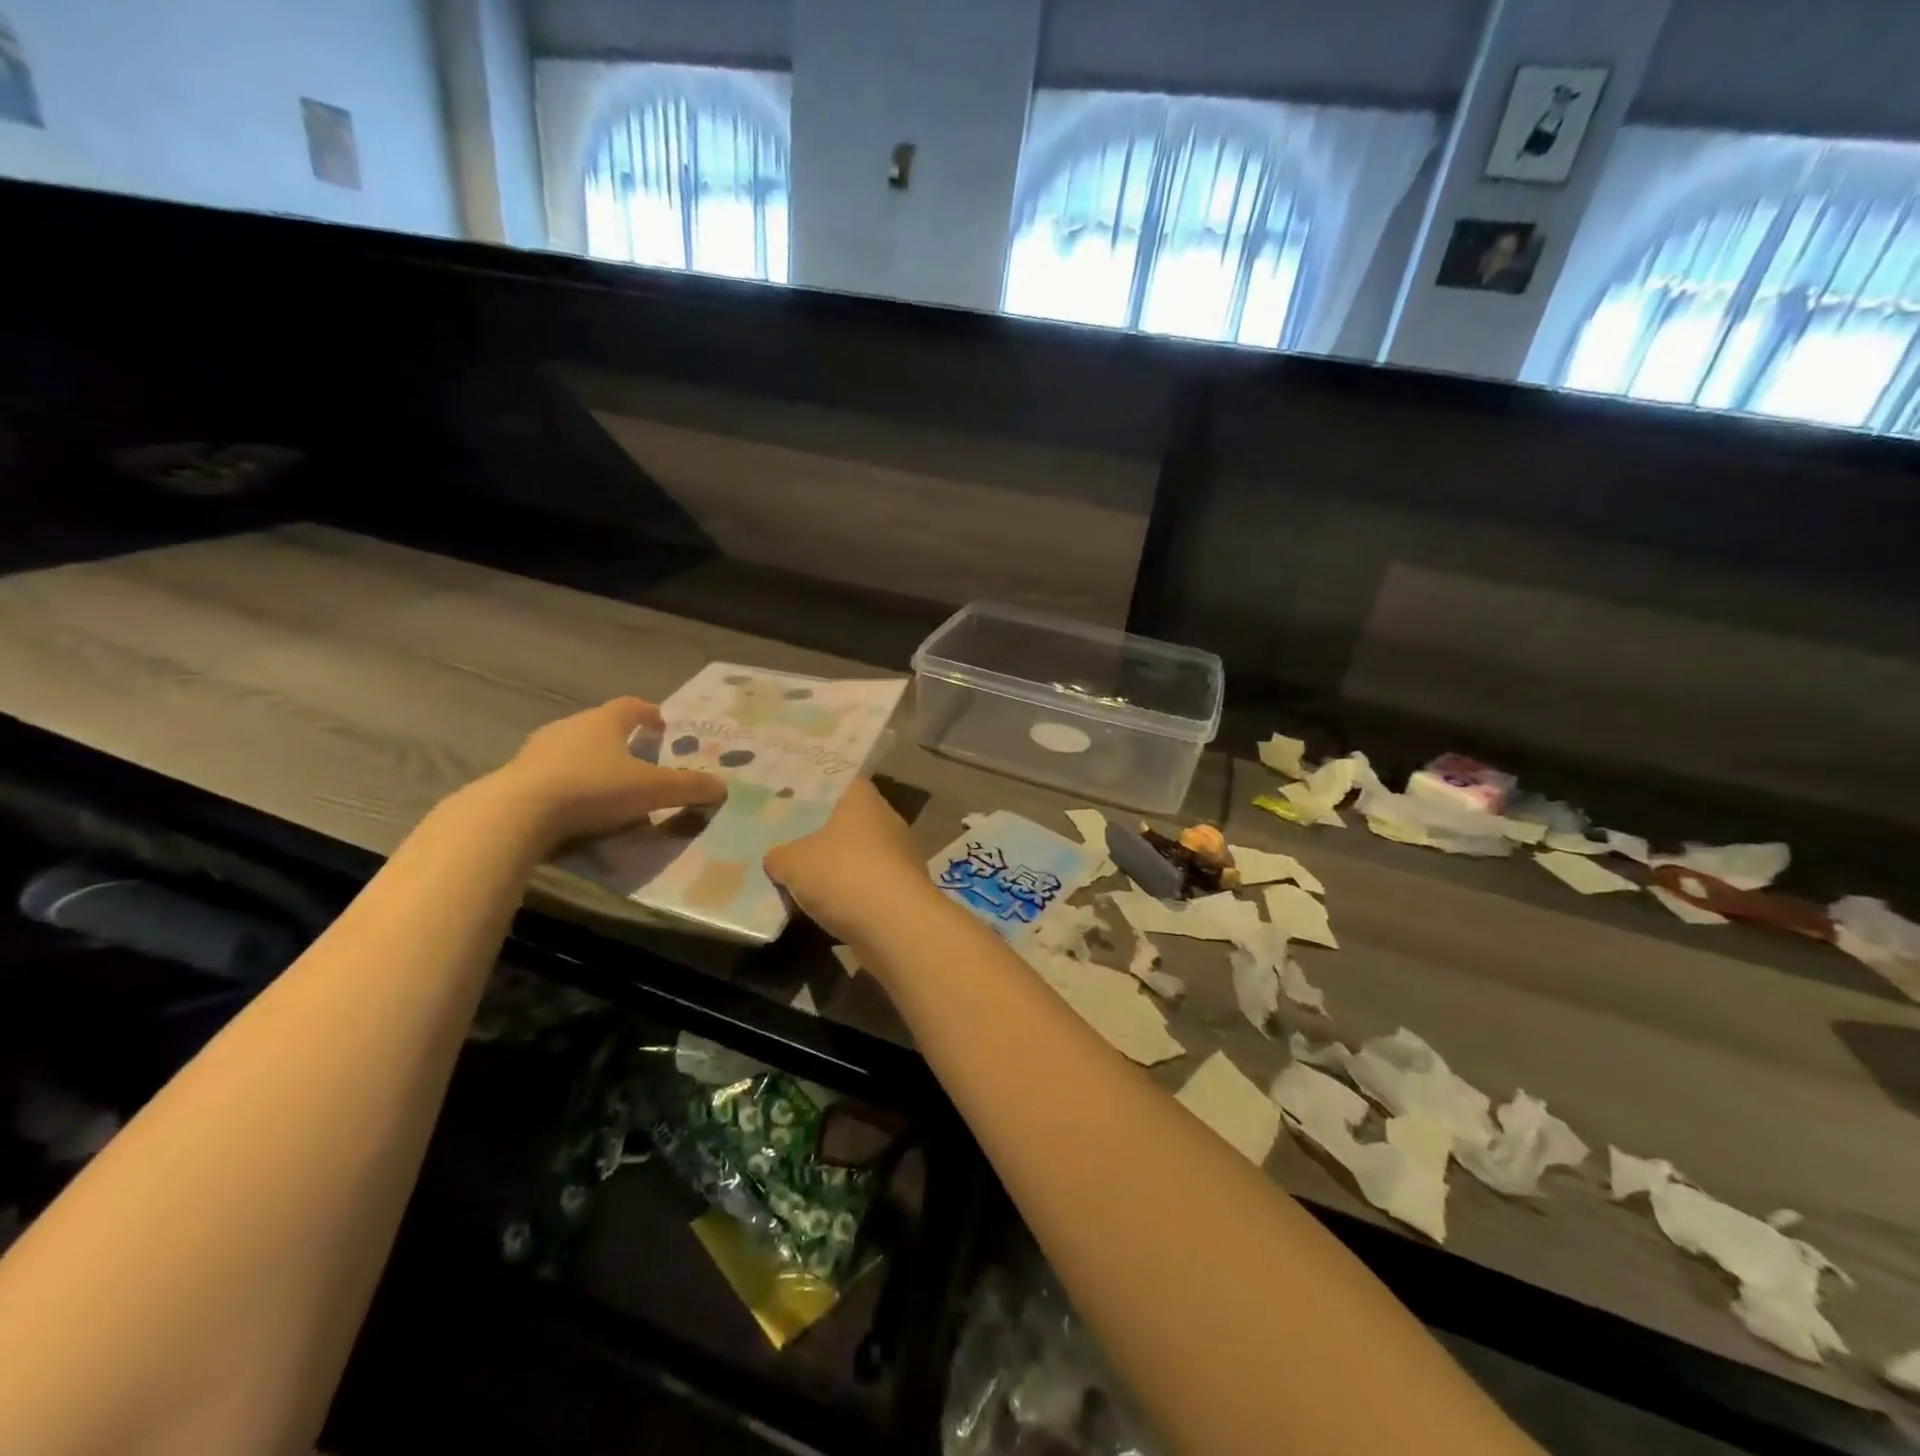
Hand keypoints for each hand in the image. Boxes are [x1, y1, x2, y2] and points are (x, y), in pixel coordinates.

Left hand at [479, 698, 724, 850]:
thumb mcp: (651, 790)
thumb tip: (722, 786)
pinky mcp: (516, 777)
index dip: (649, 714)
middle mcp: (570, 727)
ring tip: (608, 786)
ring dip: (591, 762)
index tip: (662, 725)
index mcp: (604, 721)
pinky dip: (567, 784)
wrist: (516, 813)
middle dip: (620, 740)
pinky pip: (550, 774)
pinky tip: (576, 808)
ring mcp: (537, 751)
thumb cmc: (592, 788)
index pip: (631, 706)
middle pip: (600, 726)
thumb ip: (688, 787)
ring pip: (573, 749)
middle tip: (638, 758)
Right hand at [765, 779, 938, 945]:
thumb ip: (779, 856)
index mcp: (863, 799)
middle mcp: (888, 819)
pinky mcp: (906, 889)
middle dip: (826, 834)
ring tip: (808, 880)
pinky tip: (831, 908)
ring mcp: (902, 855)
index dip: (818, 793)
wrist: (895, 925)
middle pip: (851, 821)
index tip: (795, 803)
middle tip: (793, 843)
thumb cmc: (842, 874)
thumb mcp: (791, 863)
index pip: (842, 783)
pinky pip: (872, 884)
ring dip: (841, 867)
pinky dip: (855, 894)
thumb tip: (777, 858)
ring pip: (863, 855)